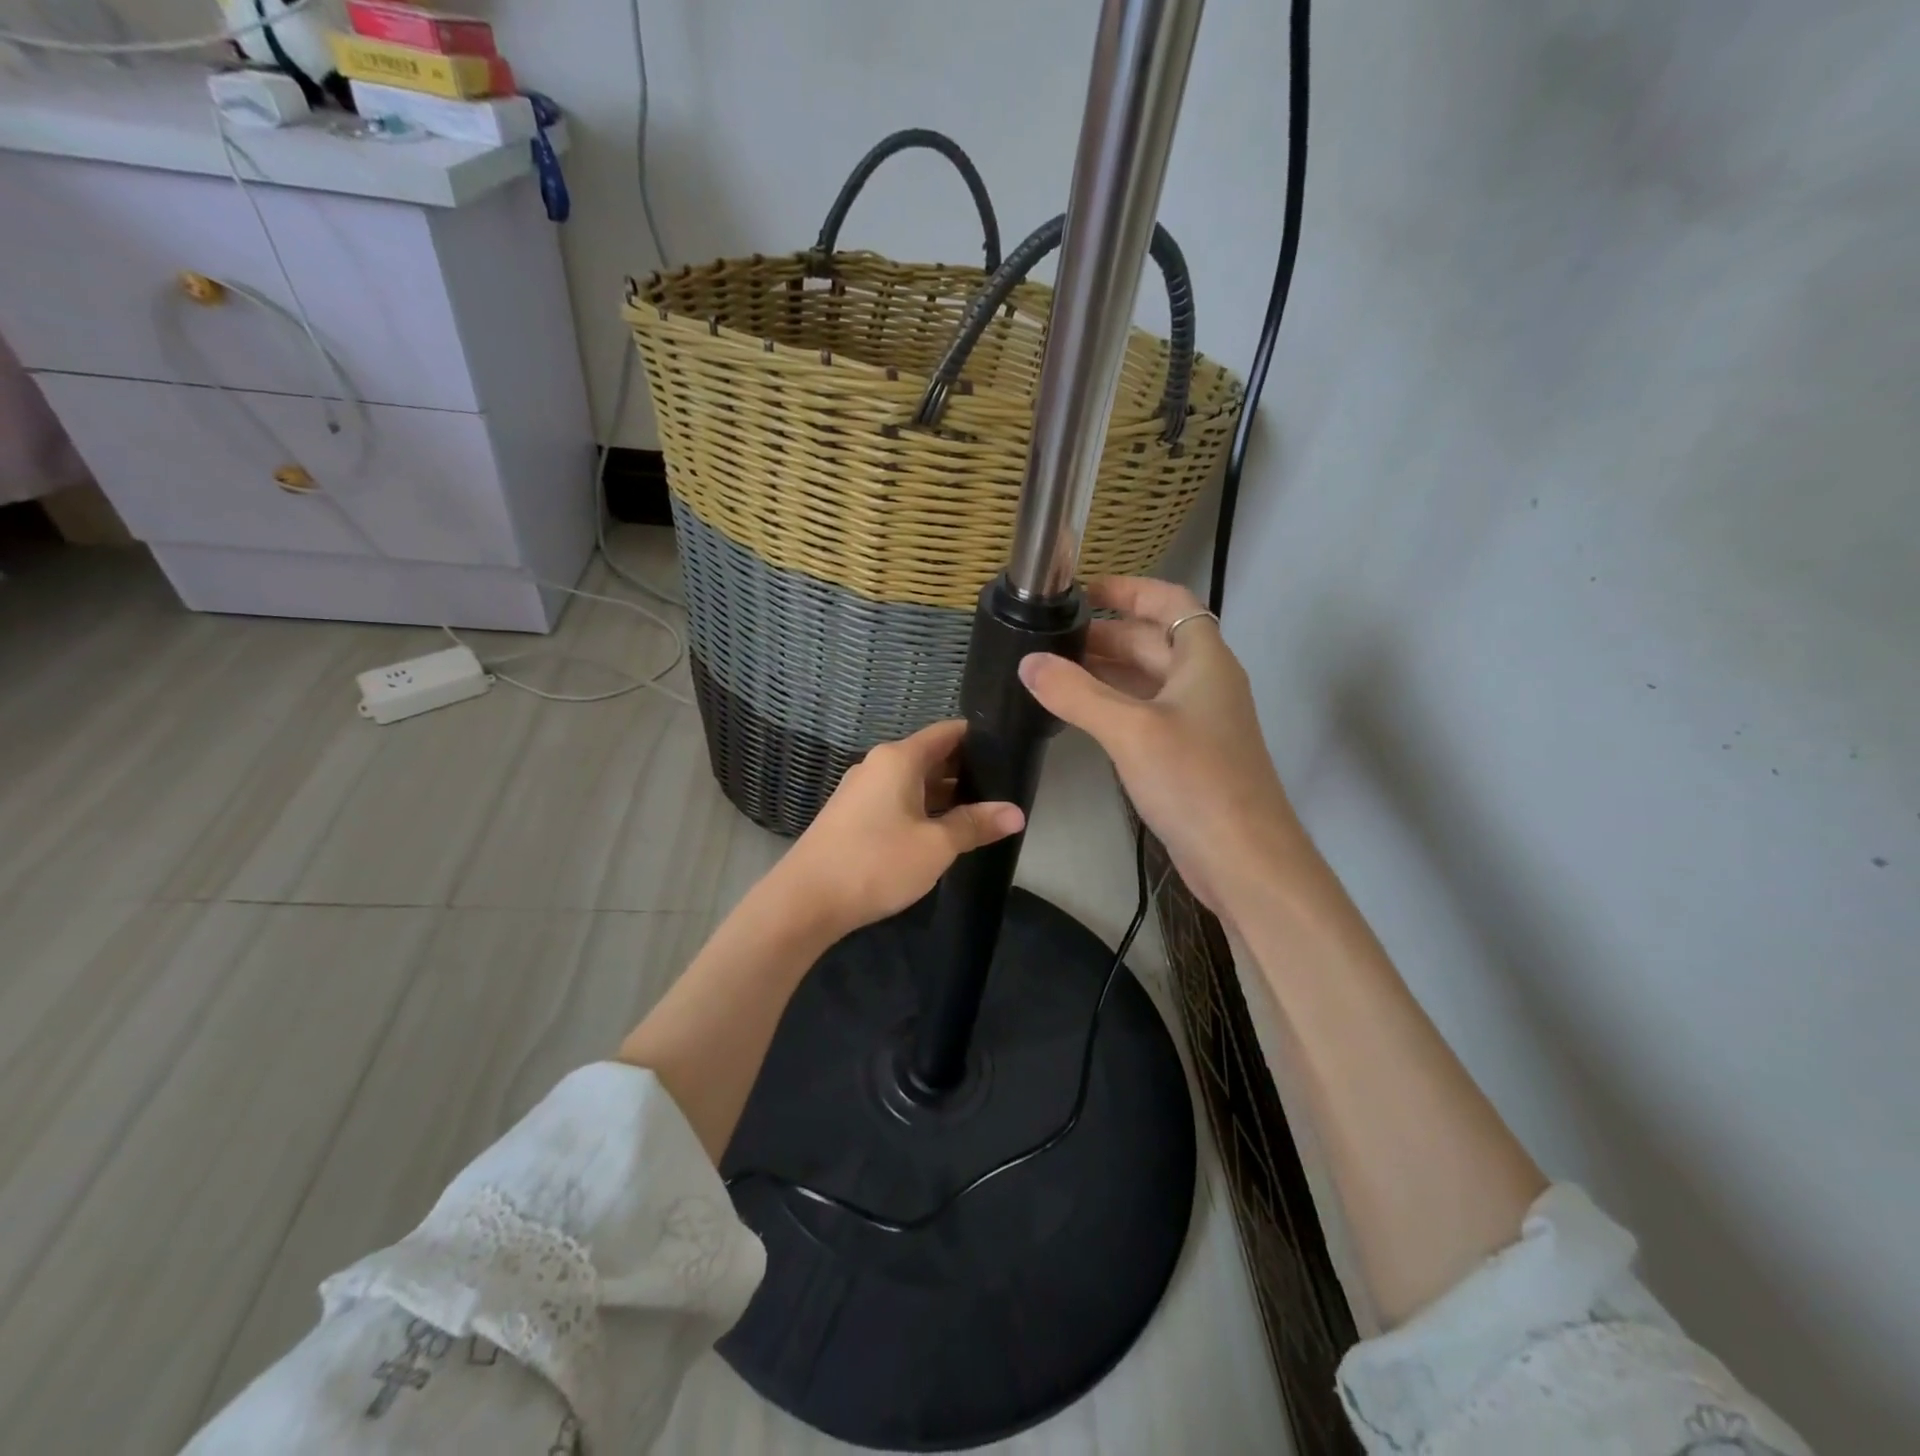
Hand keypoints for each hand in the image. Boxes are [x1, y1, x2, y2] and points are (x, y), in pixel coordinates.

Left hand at [774, 719, 1025, 933]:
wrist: (805, 901)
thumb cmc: (876, 863)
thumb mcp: (936, 846)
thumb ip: (976, 824)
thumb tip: (1016, 812)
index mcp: (898, 759)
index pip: (947, 733)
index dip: (979, 738)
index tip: (1010, 751)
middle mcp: (878, 765)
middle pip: (931, 757)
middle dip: (966, 772)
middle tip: (1005, 789)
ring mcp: (861, 791)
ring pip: (914, 782)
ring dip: (945, 795)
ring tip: (981, 813)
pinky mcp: (852, 816)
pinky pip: (896, 801)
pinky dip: (922, 809)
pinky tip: (941, 832)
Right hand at [1018, 576, 1301, 920]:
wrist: (1244, 858)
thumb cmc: (1195, 781)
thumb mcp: (1131, 730)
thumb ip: (1077, 693)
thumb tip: (1028, 662)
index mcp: (1204, 660)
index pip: (1171, 602)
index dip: (1131, 590)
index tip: (1085, 590)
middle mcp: (1204, 683)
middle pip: (1154, 641)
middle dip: (1106, 634)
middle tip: (1052, 638)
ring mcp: (1196, 722)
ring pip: (1147, 680)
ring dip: (1106, 671)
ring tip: (1054, 670)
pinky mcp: (1185, 756)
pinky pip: (1144, 714)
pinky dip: (1112, 705)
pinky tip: (1079, 714)